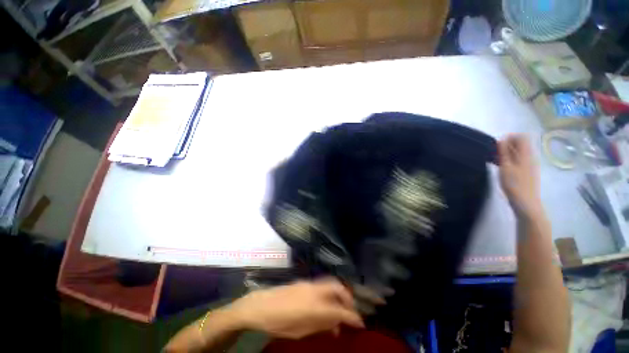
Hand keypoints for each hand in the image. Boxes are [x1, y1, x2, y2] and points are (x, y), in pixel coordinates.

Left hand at [229, 278, 363, 338]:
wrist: (260, 305)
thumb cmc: (279, 323)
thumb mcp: (300, 331)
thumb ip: (320, 325)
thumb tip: (335, 325)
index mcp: (316, 305)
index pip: (340, 310)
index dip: (353, 316)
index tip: (361, 323)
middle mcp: (315, 290)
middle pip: (338, 287)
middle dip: (348, 298)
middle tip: (350, 310)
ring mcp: (309, 283)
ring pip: (330, 284)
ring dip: (338, 294)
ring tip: (339, 308)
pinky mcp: (304, 282)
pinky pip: (322, 285)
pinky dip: (328, 293)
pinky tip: (324, 304)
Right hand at [498, 134, 541, 217]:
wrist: (526, 203)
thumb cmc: (514, 184)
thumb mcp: (506, 167)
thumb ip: (504, 153)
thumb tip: (502, 139)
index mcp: (526, 154)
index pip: (521, 137)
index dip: (509, 137)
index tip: (497, 144)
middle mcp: (530, 157)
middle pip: (520, 144)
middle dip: (507, 145)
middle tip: (493, 152)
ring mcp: (529, 165)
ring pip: (518, 153)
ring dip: (507, 153)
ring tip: (495, 160)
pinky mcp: (526, 172)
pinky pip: (518, 160)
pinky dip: (509, 160)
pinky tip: (501, 167)